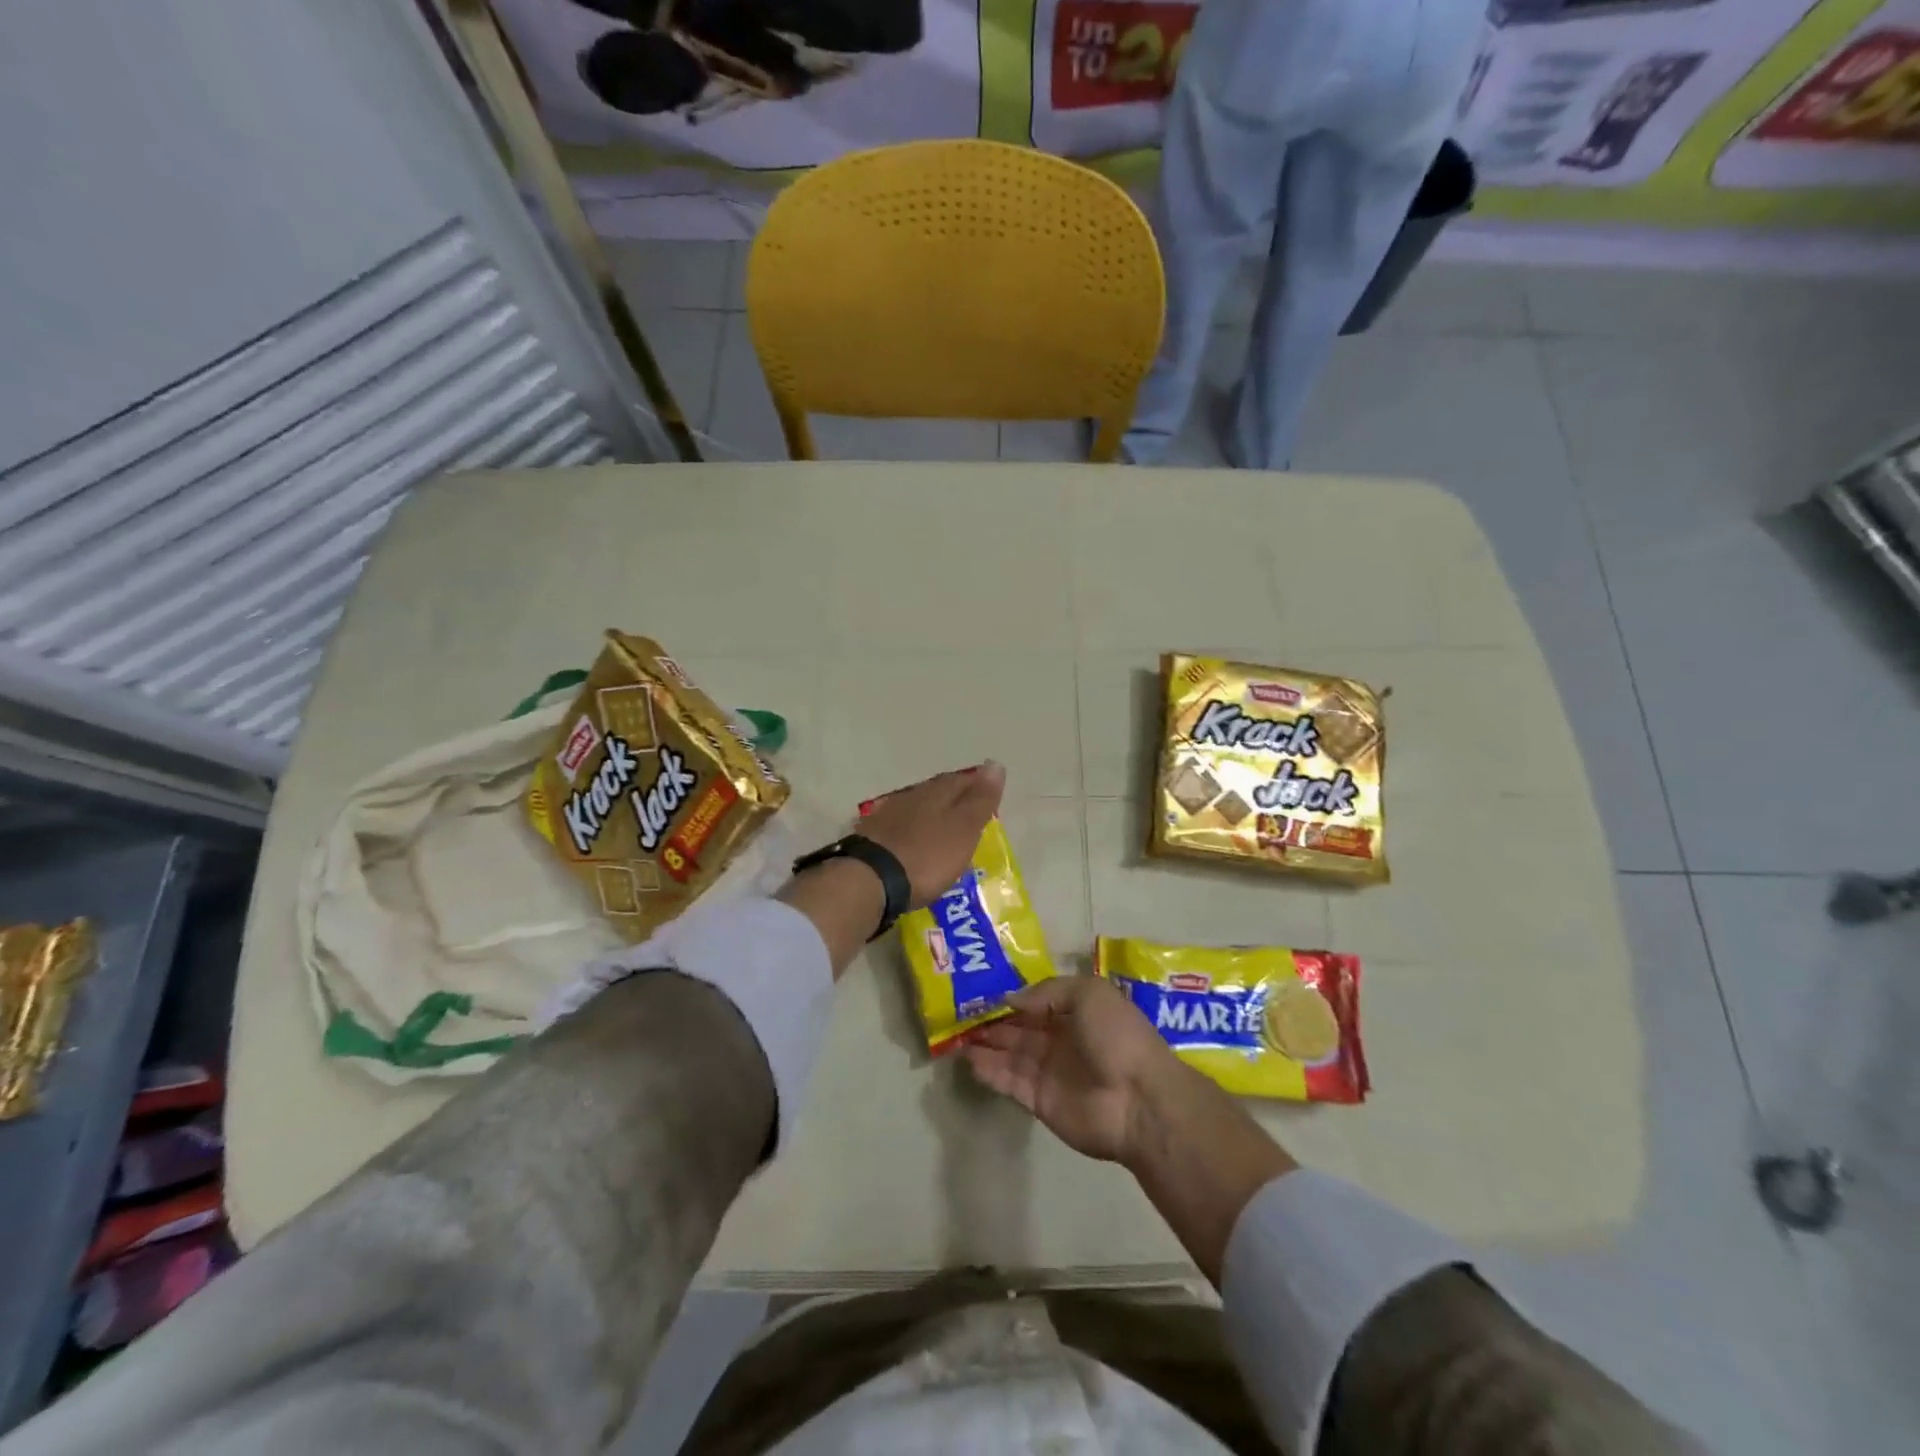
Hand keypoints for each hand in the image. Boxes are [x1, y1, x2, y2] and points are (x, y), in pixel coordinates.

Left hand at [859, 762, 1005, 908]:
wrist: (871, 880)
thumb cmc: (927, 855)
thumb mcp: (963, 828)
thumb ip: (980, 799)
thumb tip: (995, 764)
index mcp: (937, 792)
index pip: (962, 780)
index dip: (977, 786)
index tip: (989, 796)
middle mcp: (911, 796)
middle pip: (937, 791)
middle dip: (953, 799)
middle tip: (968, 813)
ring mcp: (887, 815)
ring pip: (916, 808)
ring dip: (930, 815)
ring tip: (943, 830)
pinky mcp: (871, 837)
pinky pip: (898, 827)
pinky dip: (911, 832)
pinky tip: (913, 843)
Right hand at [962, 976, 1181, 1165]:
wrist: (1139, 1100)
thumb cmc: (1117, 1037)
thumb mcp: (1089, 993)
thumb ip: (1047, 991)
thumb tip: (1010, 998)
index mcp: (1076, 1012)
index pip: (1036, 1002)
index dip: (1010, 997)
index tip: (980, 989)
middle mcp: (1060, 1040)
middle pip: (1019, 1028)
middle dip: (991, 1020)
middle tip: (958, 1011)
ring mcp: (1048, 1071)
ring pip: (1009, 1053)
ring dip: (984, 1044)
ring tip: (955, 1034)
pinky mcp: (1038, 1100)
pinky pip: (1008, 1081)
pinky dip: (988, 1070)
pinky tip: (967, 1058)